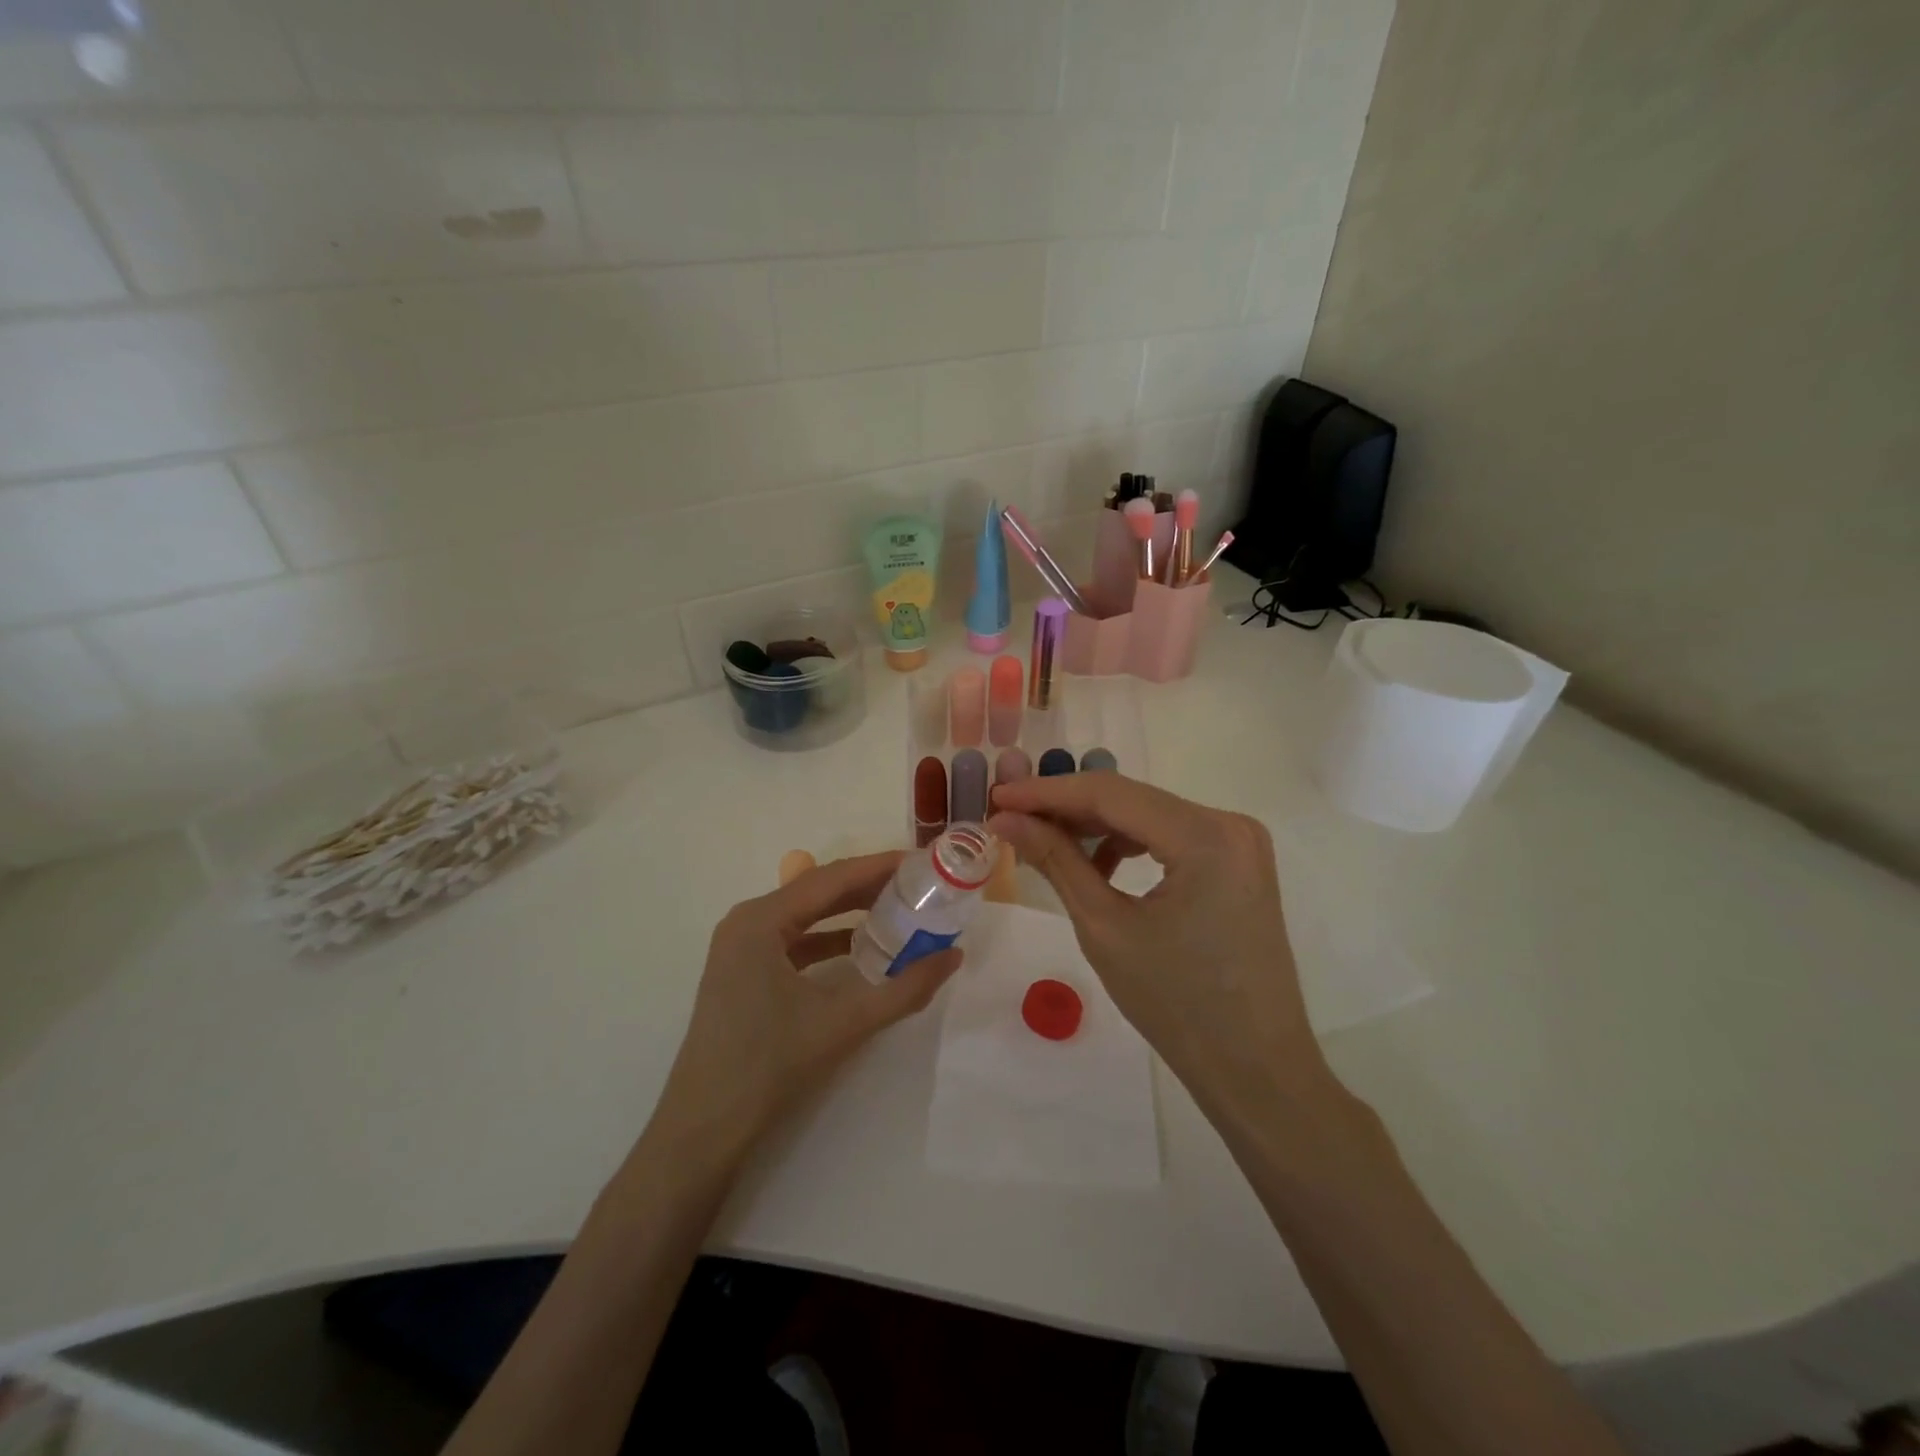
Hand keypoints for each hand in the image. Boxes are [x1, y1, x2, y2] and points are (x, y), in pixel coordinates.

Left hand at [652, 853, 962, 1158]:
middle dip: (868, 885)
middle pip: (818, 890)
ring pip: (806, 914)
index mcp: (761, 920)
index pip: (831, 878)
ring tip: (899, 907)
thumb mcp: (844, 1023)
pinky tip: (862, 946)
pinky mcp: (743, 970)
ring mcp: (741, 946)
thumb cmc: (769, 1066)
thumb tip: (954, 956)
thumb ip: (905, 988)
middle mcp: (747, 921)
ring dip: (850, 910)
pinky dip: (830, 937)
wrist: (704, 1129)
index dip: (879, 866)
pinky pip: (794, 939)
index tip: (922, 860)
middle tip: (918, 883)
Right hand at [988, 774, 1334, 1119]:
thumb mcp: (1104, 927)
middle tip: (1010, 819)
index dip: (1047, 792)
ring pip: (1148, 814)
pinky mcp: (1236, 861)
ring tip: (1044, 843)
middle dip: (1067, 807)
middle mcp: (1229, 823)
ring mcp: (1238, 841)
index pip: (1110, 794)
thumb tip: (1006, 819)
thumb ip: (1056, 860)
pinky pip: (1170, 835)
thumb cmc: (1176, 1005)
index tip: (997, 797)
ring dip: (1095, 825)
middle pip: (1130, 799)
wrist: (1255, 1068)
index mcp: (1205, 836)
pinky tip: (1097, 866)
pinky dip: (1128, 843)